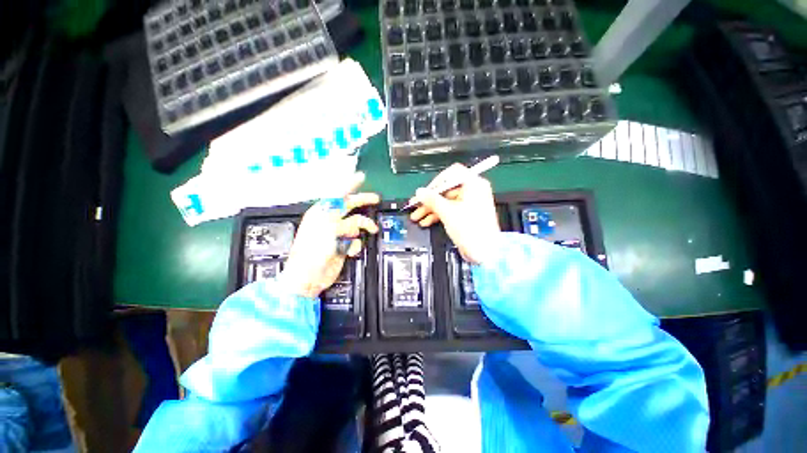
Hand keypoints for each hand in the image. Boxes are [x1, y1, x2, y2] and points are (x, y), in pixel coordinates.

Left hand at [280, 173, 379, 297]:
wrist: (309, 278)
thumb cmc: (311, 253)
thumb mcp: (327, 229)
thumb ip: (341, 218)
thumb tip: (354, 216)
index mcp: (321, 213)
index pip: (337, 194)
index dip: (349, 185)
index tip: (361, 177)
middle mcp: (330, 221)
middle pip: (349, 206)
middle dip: (363, 201)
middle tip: (375, 199)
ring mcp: (337, 234)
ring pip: (356, 224)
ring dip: (364, 226)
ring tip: (372, 229)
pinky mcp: (343, 246)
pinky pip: (356, 240)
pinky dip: (356, 244)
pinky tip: (351, 251)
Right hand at [409, 164, 499, 264]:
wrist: (484, 253)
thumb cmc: (471, 230)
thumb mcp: (448, 212)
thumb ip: (432, 200)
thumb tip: (420, 192)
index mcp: (474, 184)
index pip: (452, 173)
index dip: (436, 182)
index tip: (425, 192)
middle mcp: (473, 191)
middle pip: (446, 189)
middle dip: (429, 199)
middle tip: (416, 206)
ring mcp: (469, 203)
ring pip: (446, 201)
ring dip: (431, 208)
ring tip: (418, 216)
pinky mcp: (466, 214)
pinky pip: (449, 209)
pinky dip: (438, 214)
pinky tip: (427, 221)